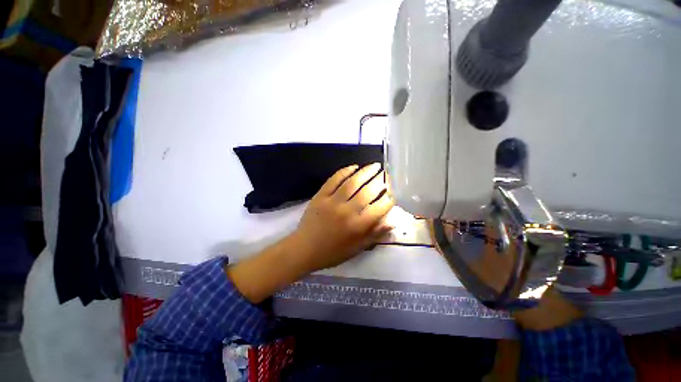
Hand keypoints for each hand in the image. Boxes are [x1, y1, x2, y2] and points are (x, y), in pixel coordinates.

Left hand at [289, 163, 394, 272]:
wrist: (304, 249)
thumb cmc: (332, 252)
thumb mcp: (356, 248)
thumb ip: (375, 235)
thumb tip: (392, 222)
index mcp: (357, 227)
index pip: (379, 208)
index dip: (388, 199)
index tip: (391, 194)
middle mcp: (347, 212)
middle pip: (368, 192)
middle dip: (380, 181)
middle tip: (386, 174)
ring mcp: (332, 202)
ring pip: (352, 182)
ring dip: (366, 172)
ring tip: (375, 166)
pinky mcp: (320, 196)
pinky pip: (334, 180)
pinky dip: (345, 171)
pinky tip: (354, 166)